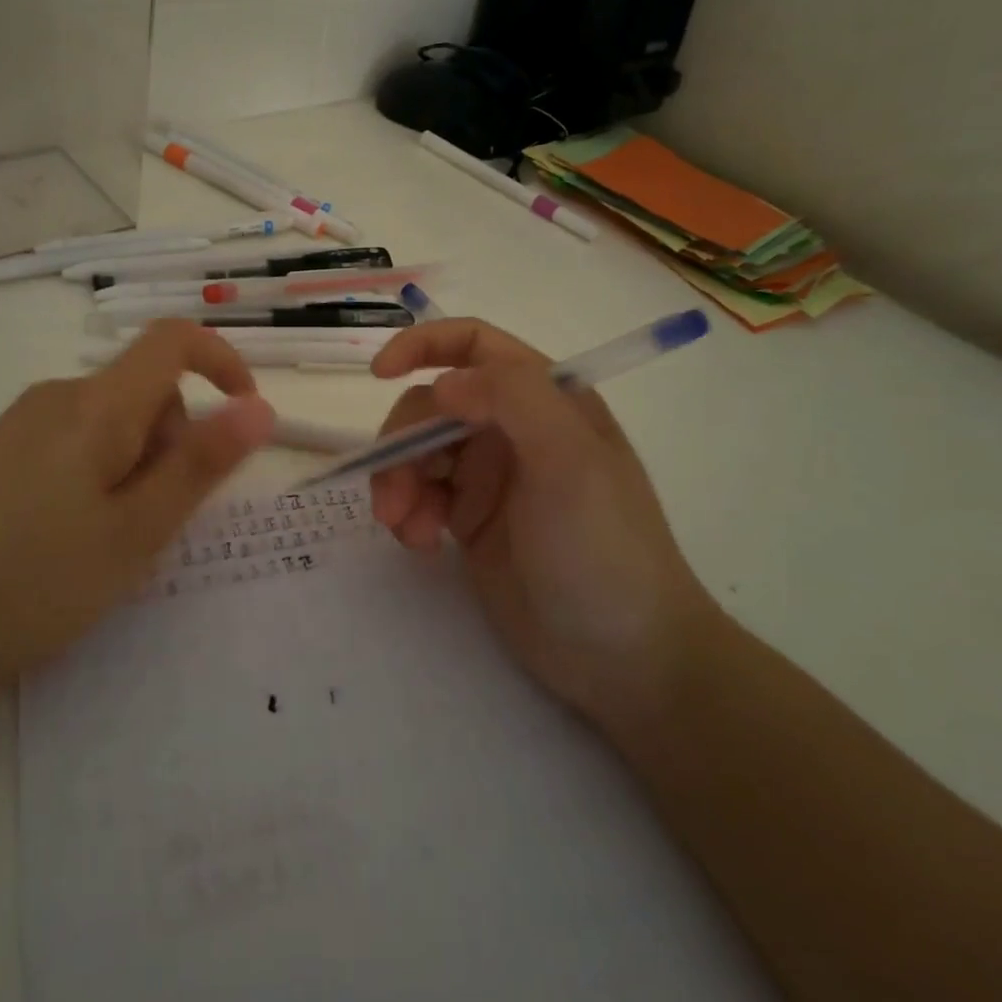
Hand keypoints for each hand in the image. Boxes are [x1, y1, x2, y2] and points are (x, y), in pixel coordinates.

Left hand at [0, 321, 274, 701]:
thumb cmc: (34, 583)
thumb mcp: (136, 530)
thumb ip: (201, 464)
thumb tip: (259, 408)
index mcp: (95, 404)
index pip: (172, 340)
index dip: (222, 363)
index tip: (245, 418)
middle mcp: (56, 397)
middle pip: (145, 390)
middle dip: (174, 442)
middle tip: (155, 523)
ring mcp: (20, 425)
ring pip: (111, 422)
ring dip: (136, 466)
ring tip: (110, 542)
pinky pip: (74, 443)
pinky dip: (100, 476)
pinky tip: (69, 539)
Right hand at [369, 319, 714, 725]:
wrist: (623, 657)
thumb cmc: (605, 550)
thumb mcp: (570, 463)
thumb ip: (512, 401)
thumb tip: (443, 384)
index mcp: (546, 400)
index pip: (474, 345)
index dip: (423, 345)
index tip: (377, 374)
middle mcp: (513, 429)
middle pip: (431, 407)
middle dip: (402, 444)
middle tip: (393, 495)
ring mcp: (491, 477)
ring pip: (417, 453)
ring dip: (398, 483)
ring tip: (403, 528)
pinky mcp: (472, 520)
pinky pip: (421, 496)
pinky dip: (408, 514)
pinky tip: (420, 545)